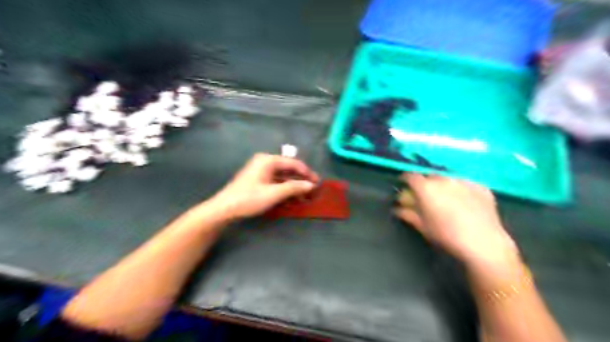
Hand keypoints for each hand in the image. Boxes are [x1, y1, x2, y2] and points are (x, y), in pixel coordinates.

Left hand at [207, 154, 318, 219]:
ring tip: (304, 197)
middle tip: (313, 190)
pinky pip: (275, 182)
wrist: (224, 209)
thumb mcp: (273, 193)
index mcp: (268, 160)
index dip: (307, 173)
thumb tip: (311, 185)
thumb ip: (293, 188)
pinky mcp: (258, 180)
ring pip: (282, 177)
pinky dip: (284, 189)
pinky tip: (291, 198)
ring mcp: (261, 171)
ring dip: (293, 186)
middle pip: (288, 169)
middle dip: (301, 180)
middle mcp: (265, 162)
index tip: (317, 182)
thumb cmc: (249, 199)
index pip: (293, 163)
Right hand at [396, 175, 519, 268]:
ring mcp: (463, 181)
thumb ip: (408, 214)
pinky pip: (465, 185)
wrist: (483, 243)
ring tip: (447, 199)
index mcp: (426, 188)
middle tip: (426, 196)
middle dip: (425, 184)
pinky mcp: (480, 186)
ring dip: (443, 186)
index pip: (411, 176)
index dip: (405, 179)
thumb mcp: (422, 226)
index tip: (404, 184)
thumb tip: (397, 209)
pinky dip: (461, 191)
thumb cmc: (446, 235)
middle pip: (430, 176)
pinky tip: (465, 203)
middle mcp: (443, 179)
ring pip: (448, 179)